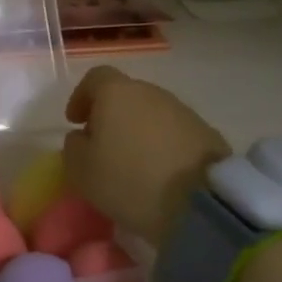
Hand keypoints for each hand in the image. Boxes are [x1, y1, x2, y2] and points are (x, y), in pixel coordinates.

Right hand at [61, 67, 231, 240]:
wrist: (202, 203)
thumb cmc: (129, 180)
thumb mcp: (80, 170)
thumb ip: (73, 147)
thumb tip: (83, 137)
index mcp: (116, 93)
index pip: (95, 78)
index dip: (81, 97)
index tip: (75, 121)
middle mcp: (151, 93)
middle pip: (125, 95)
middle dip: (110, 115)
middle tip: (101, 145)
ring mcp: (183, 112)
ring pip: (151, 114)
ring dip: (137, 131)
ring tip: (131, 162)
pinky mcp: (208, 134)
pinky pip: (174, 133)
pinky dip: (161, 146)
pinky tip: (158, 172)